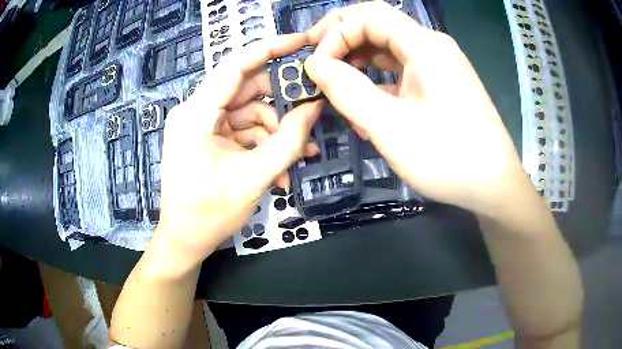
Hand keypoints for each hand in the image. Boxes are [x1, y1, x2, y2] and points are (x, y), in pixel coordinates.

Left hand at [154, 34, 321, 266]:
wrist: (185, 241)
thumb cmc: (209, 214)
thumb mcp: (254, 177)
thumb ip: (288, 141)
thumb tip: (315, 107)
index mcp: (196, 114)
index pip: (235, 66)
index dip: (270, 48)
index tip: (301, 42)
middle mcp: (196, 111)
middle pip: (247, 90)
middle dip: (281, 105)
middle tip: (311, 114)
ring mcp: (201, 125)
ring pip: (248, 113)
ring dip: (275, 132)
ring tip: (300, 155)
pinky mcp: (207, 138)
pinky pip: (241, 131)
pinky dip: (262, 144)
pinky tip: (281, 167)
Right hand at [305, 2, 529, 214]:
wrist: (494, 185)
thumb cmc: (447, 158)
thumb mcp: (390, 126)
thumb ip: (347, 91)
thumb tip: (314, 65)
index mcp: (425, 46)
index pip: (369, 16)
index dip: (336, 33)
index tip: (316, 66)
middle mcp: (433, 46)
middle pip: (379, 25)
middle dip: (343, 40)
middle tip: (316, 63)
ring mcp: (439, 65)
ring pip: (389, 48)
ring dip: (359, 62)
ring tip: (336, 87)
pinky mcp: (441, 84)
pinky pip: (402, 70)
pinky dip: (379, 80)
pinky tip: (366, 105)